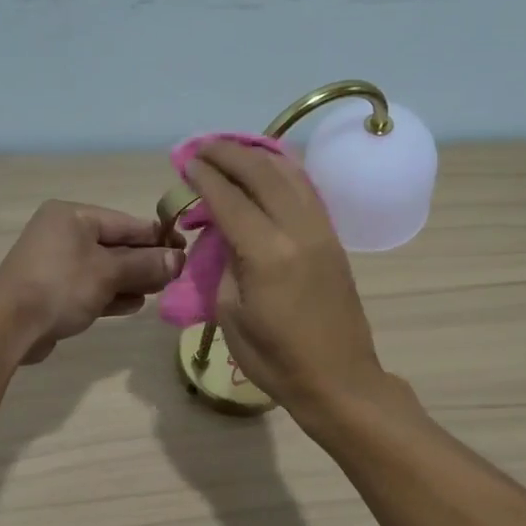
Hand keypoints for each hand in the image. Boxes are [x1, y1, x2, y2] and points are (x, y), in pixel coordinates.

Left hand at [0, 200, 183, 364]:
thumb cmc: (61, 286)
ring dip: (132, 280)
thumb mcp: (109, 272)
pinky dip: (112, 294)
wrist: (10, 326)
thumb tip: (179, 259)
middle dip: (146, 261)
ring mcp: (57, 264)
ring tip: (161, 291)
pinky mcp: (54, 292)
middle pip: (116, 245)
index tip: (185, 249)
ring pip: (105, 269)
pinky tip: (135, 305)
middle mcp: (64, 234)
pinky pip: (91, 288)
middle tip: (176, 275)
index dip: (158, 237)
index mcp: (73, 217)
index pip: (126, 223)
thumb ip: (146, 265)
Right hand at [182, 141, 386, 414]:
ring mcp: (322, 232)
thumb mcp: (232, 315)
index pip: (230, 199)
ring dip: (259, 156)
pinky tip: (269, 170)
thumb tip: (226, 236)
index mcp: (267, 254)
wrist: (338, 379)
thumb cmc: (276, 360)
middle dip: (229, 154)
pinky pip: (308, 191)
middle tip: (203, 146)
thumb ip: (226, 265)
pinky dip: (285, 172)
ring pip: (291, 175)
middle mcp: (298, 231)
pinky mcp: (334, 240)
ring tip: (233, 149)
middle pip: (262, 174)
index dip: (205, 177)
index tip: (186, 161)